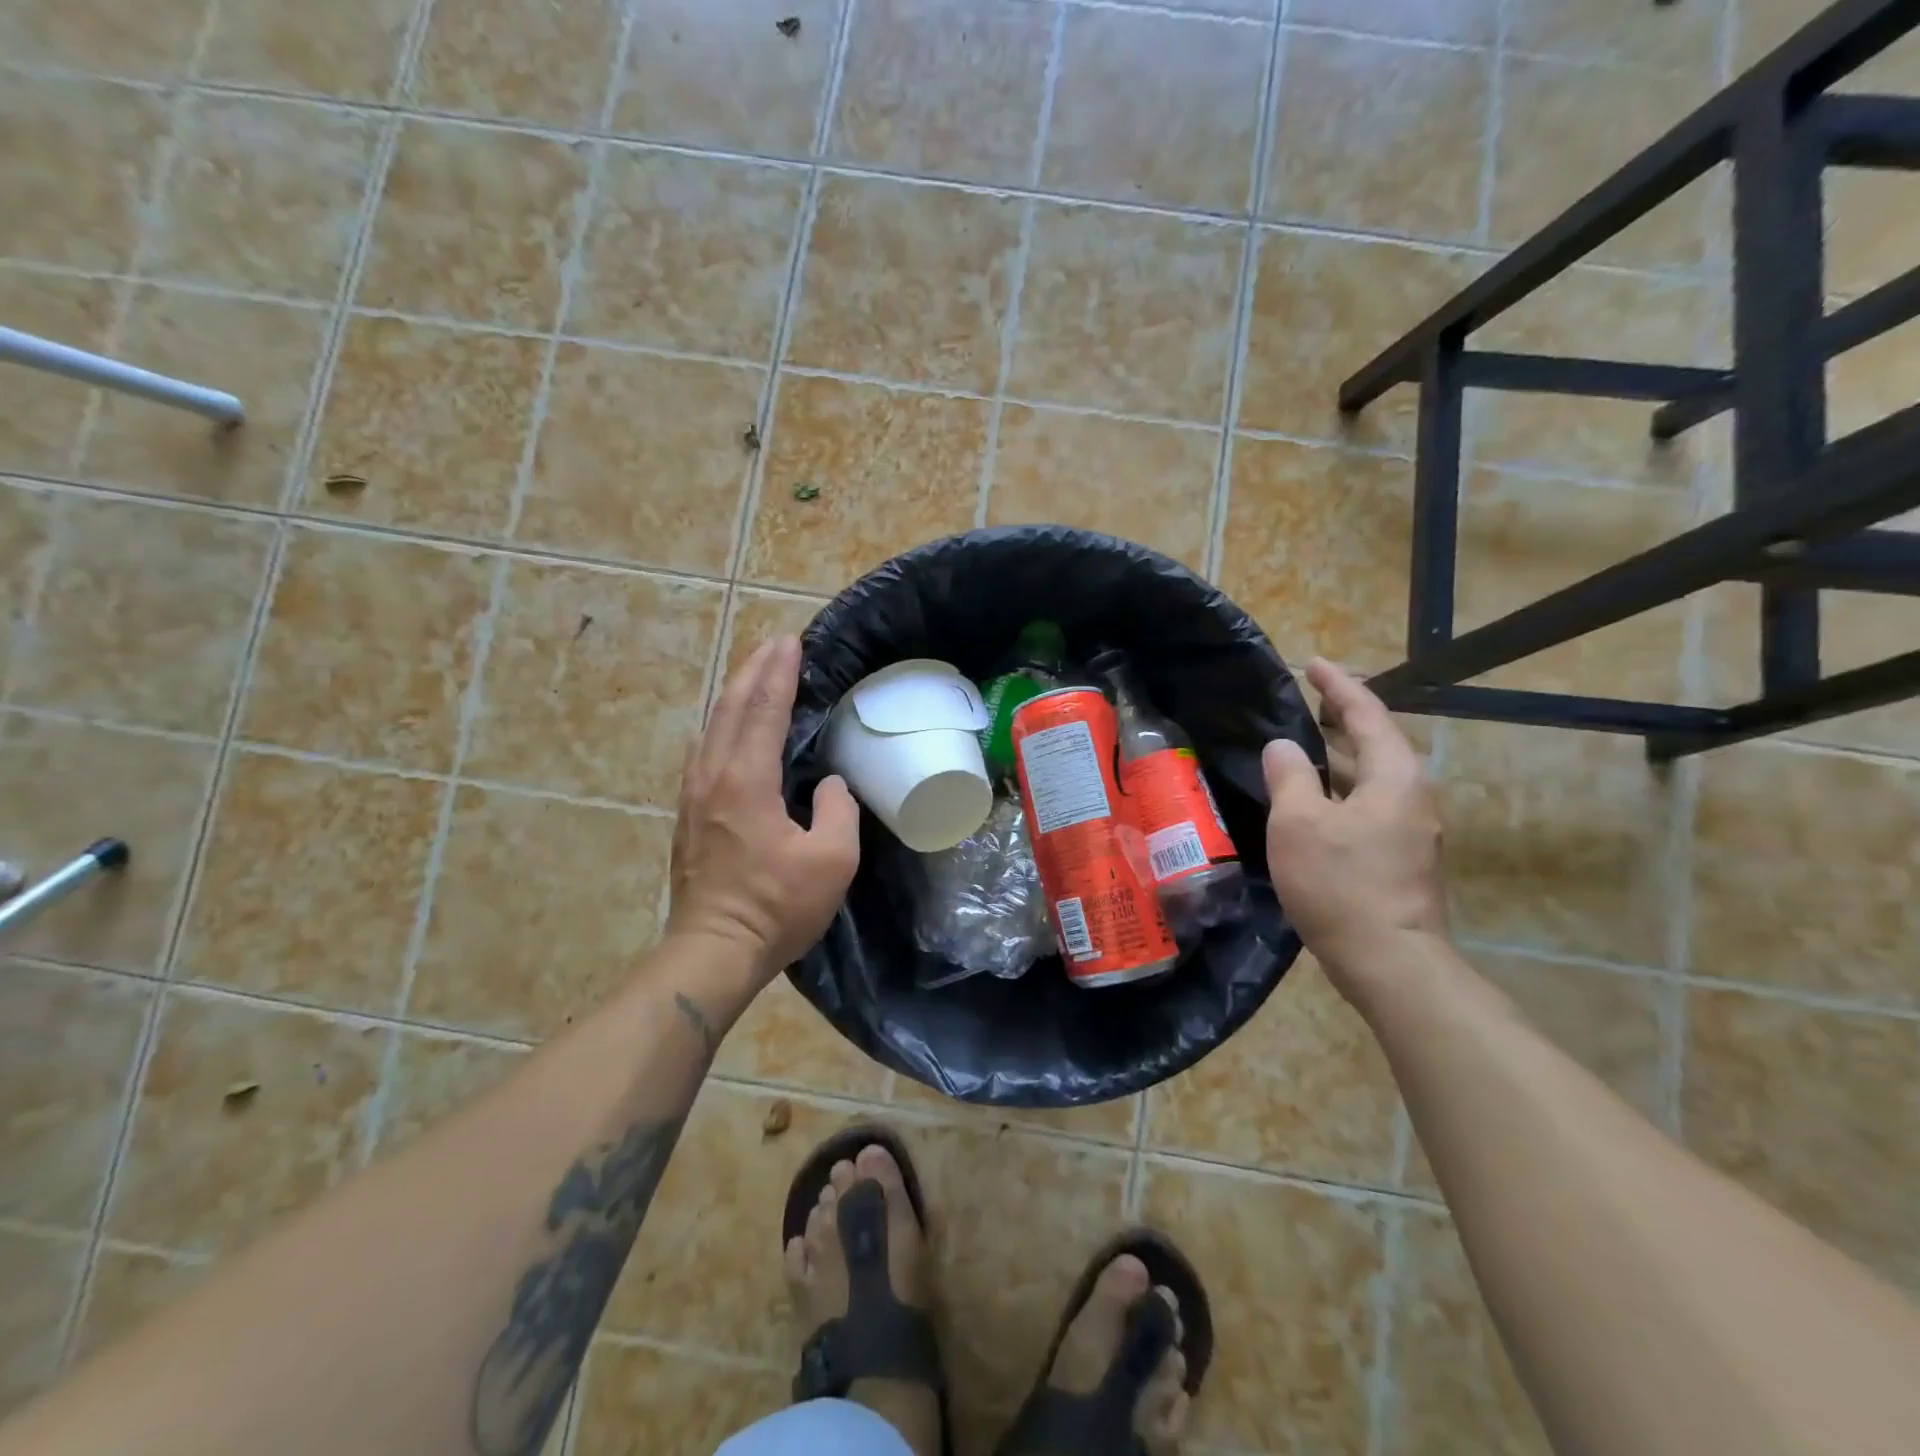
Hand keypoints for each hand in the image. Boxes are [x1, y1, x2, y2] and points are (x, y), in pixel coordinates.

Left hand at [667, 636, 859, 984]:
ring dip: (735, 694)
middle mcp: (712, 777)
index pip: (763, 711)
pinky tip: (731, 727)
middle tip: (774, 644)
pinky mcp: (690, 815)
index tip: (790, 642)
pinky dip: (723, 724)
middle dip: (753, 671)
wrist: (713, 950)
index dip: (779, 674)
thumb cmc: (776, 906)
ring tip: (754, 675)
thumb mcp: (832, 860)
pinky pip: (706, 751)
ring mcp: (694, 796)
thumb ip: (838, 810)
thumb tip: (830, 785)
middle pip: (729, 708)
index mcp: (746, 781)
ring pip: (712, 727)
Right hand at [1262, 658, 1446, 1007]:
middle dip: (1342, 718)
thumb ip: (1289, 776)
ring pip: (1372, 778)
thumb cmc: (1341, 883)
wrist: (1390, 961)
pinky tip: (1313, 803)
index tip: (1312, 663)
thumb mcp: (1299, 823)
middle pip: (1376, 743)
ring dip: (1340, 757)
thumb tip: (1284, 747)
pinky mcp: (1402, 858)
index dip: (1338, 686)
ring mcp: (1412, 830)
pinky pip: (1368, 805)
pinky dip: (1341, 790)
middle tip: (1307, 700)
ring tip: (1303, 747)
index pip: (1366, 714)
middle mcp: (1413, 796)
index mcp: (1395, 776)